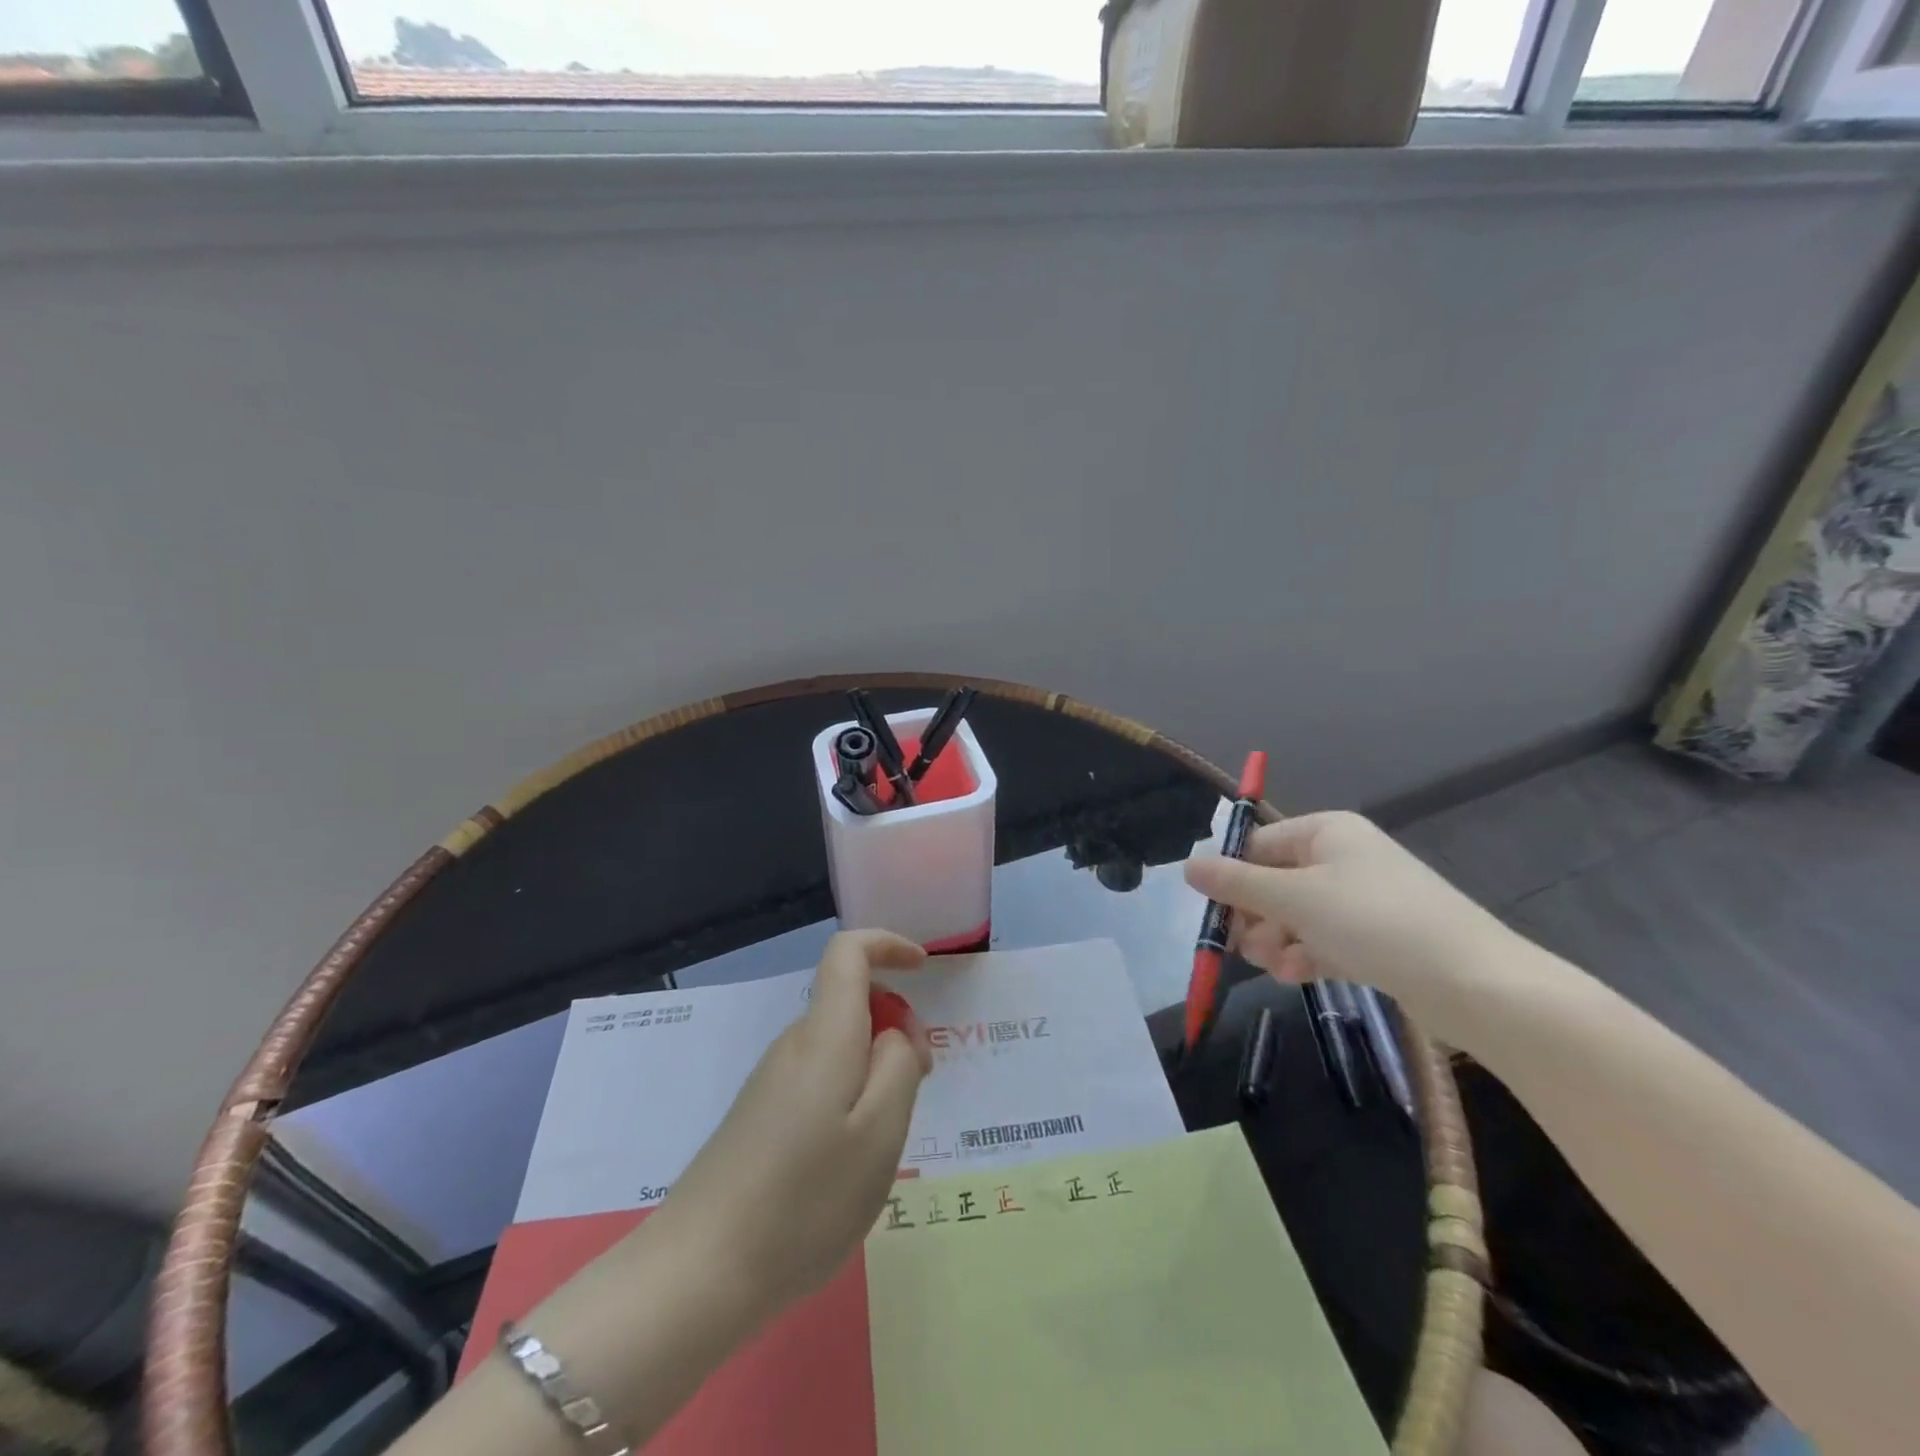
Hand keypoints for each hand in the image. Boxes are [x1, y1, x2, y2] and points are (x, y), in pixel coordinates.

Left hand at [653, 929, 930, 1323]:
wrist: (698, 1273)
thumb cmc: (804, 1200)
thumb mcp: (880, 1133)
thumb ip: (900, 1066)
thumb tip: (895, 1034)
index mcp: (825, 1035)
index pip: (847, 952)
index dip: (887, 944)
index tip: (923, 969)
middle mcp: (794, 1045)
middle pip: (850, 1001)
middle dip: (895, 1024)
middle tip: (919, 1085)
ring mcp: (772, 1080)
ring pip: (839, 1044)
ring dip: (874, 1066)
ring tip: (886, 1137)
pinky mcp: (760, 1115)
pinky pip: (819, 1077)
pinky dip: (850, 1093)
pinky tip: (849, 1158)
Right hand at [1184, 811, 1511, 1020]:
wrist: (1475, 984)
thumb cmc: (1375, 923)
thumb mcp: (1295, 898)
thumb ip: (1236, 883)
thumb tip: (1187, 866)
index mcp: (1325, 832)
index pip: (1257, 845)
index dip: (1231, 878)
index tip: (1214, 915)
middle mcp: (1341, 858)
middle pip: (1273, 882)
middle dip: (1255, 917)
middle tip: (1245, 948)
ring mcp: (1359, 899)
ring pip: (1294, 915)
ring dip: (1276, 941)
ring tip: (1278, 967)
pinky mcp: (1374, 937)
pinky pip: (1321, 939)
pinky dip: (1305, 955)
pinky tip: (1299, 976)